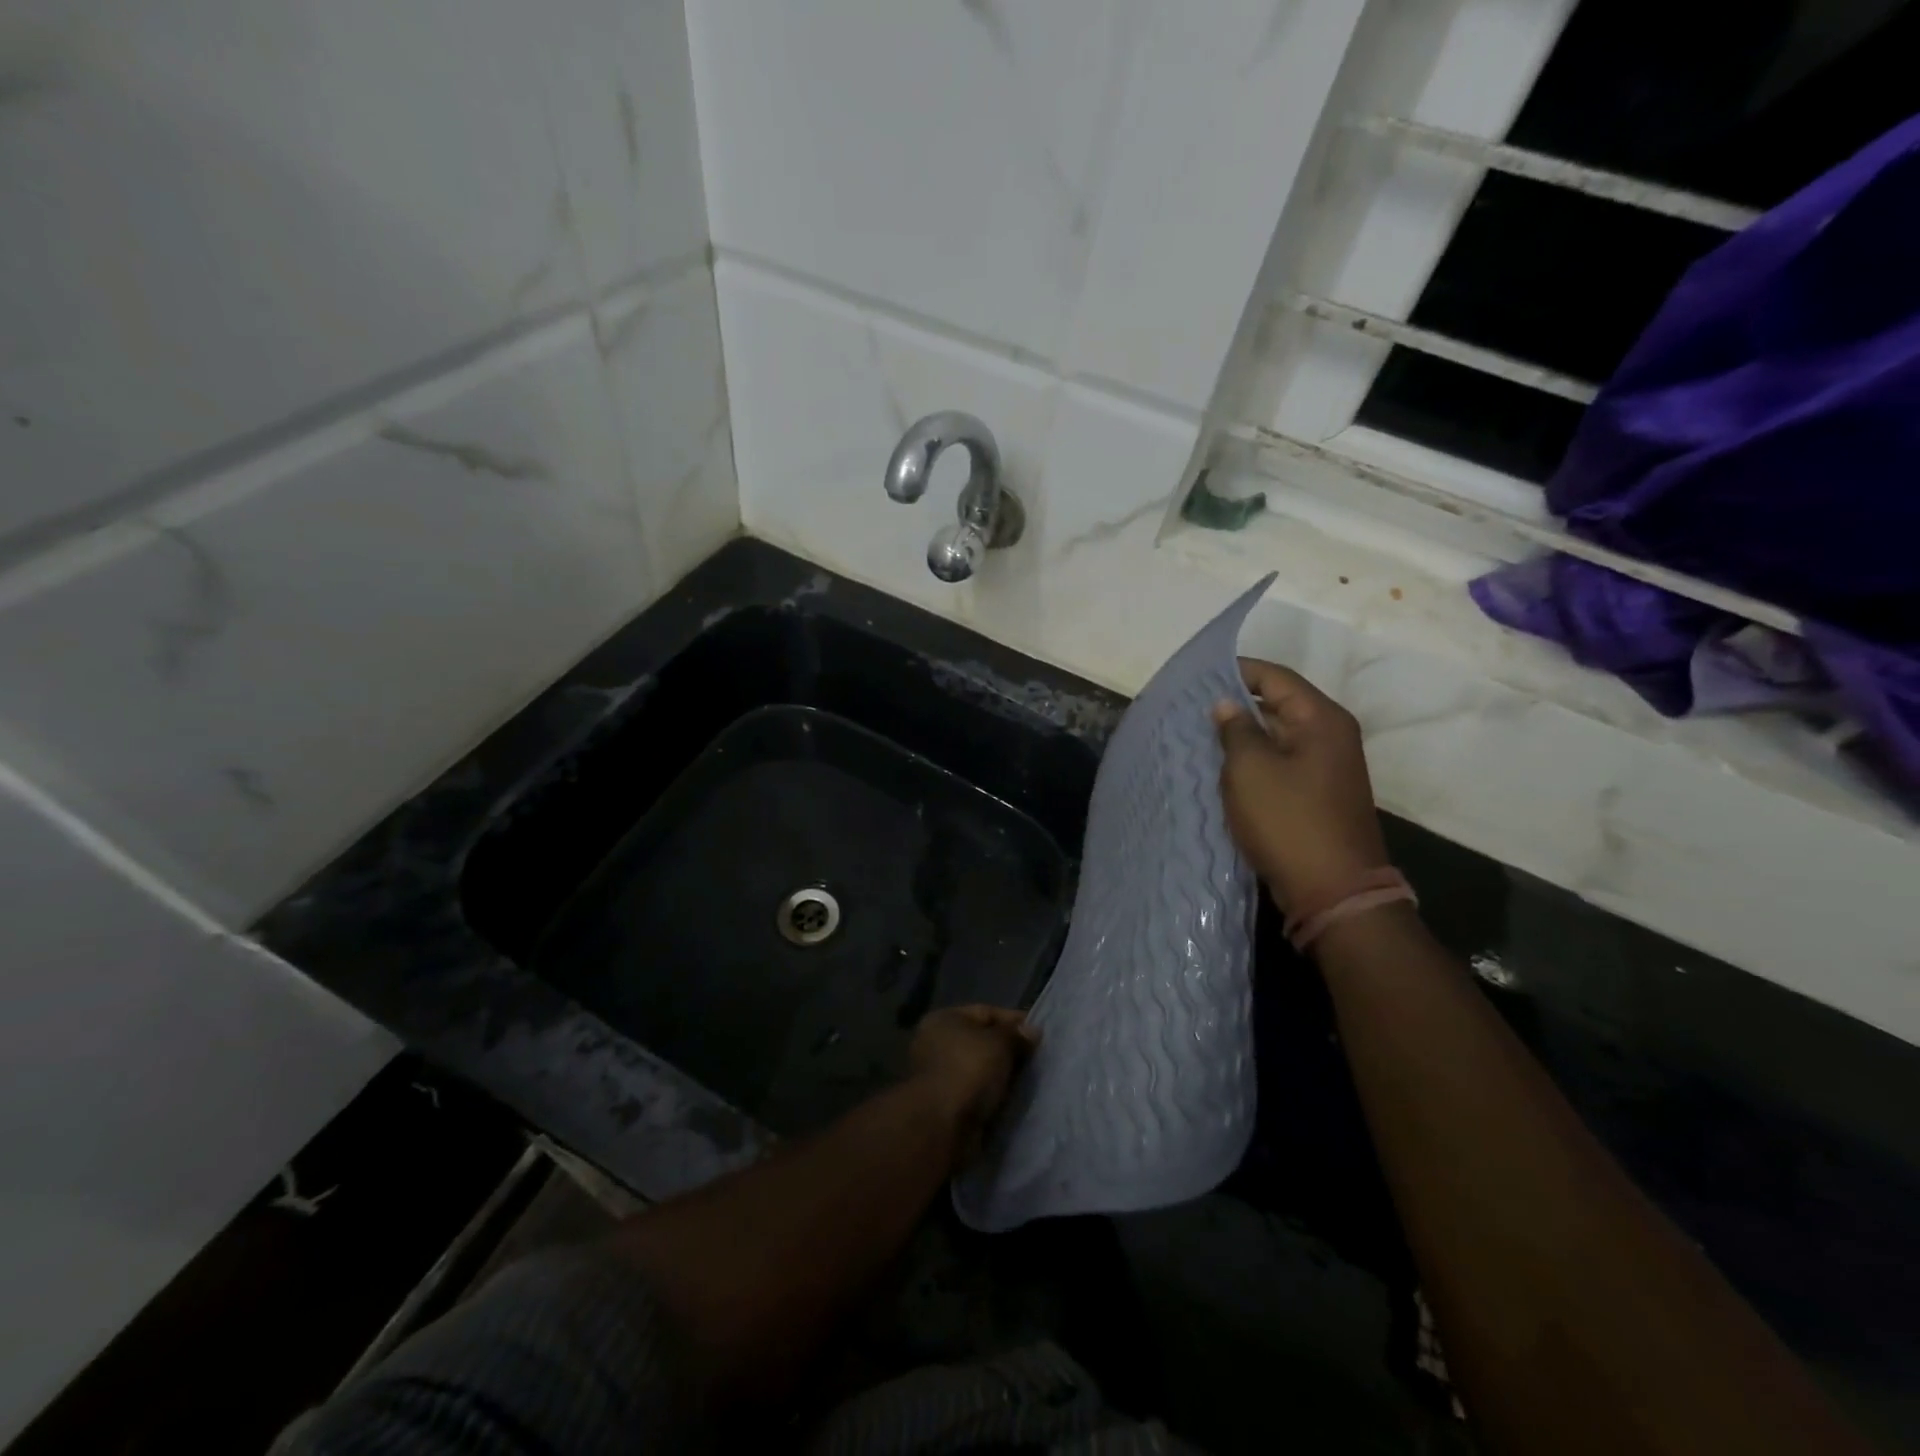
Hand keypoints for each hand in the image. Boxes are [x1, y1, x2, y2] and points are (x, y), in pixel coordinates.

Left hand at [907, 1005, 1037, 1151]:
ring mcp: (940, 1076)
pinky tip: (1014, 1100)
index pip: (985, 1012)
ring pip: (980, 1070)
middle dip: (1009, 1050)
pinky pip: (977, 1093)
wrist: (943, 1124)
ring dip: (1002, 1076)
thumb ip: (1016, 1035)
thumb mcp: (999, 1043)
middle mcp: (937, 1044)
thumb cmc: (968, 1069)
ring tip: (1030, 1081)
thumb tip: (1031, 1031)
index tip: (1039, 1033)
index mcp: (943, 1020)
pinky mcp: (947, 1105)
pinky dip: (993, 1096)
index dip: (1013, 1020)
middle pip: (982, 1042)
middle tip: (1037, 1059)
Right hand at [1212, 658, 1389, 915]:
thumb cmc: (1289, 821)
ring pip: (1278, 736)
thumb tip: (1226, 705)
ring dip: (1244, 736)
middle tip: (1193, 709)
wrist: (1333, 890)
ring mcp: (1328, 767)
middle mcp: (1331, 735)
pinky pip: (1282, 763)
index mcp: (1321, 719)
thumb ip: (1236, 730)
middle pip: (1279, 704)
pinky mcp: (1319, 794)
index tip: (1199, 676)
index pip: (1275, 677)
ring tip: (1201, 737)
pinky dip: (1255, 761)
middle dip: (1237, 704)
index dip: (1237, 671)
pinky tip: (1225, 769)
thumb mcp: (1250, 769)